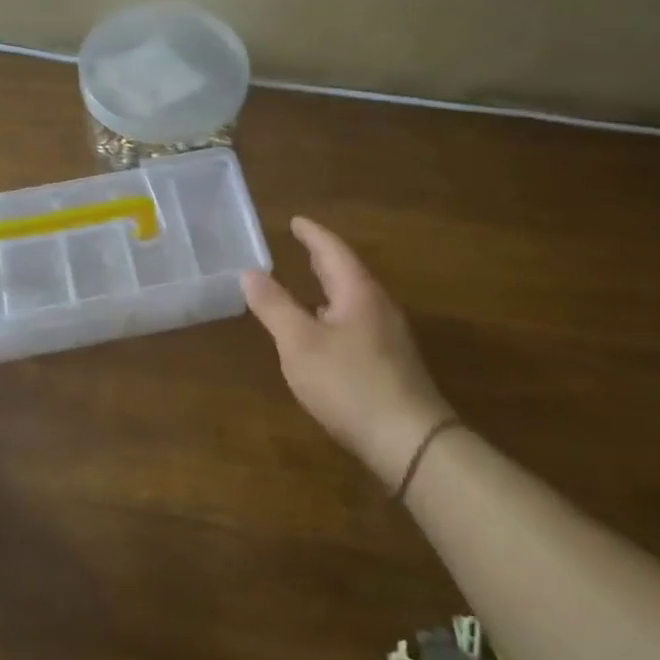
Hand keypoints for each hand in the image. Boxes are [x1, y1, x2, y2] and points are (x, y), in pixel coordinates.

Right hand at [242, 217, 452, 489]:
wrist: (409, 439)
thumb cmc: (348, 383)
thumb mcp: (299, 344)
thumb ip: (274, 306)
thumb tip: (249, 272)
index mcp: (358, 293)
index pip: (333, 250)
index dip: (312, 234)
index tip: (295, 220)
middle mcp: (379, 307)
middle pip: (347, 273)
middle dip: (322, 258)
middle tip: (301, 245)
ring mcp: (389, 336)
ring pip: (354, 300)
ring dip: (330, 288)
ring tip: (307, 285)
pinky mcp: (392, 363)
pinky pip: (358, 323)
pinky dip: (336, 314)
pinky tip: (325, 334)